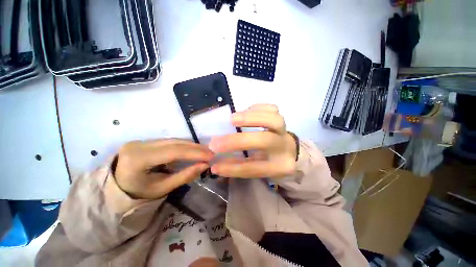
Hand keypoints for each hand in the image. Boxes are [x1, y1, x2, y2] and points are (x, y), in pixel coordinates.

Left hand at [114, 139, 213, 198]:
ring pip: (173, 140)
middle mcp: (139, 145)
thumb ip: (184, 176)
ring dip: (191, 145)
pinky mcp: (146, 141)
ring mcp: (142, 141)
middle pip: (174, 143)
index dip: (194, 153)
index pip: (172, 152)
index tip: (210, 156)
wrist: (116, 188)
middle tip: (211, 153)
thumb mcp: (162, 188)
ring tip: (205, 151)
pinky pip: (169, 141)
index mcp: (138, 159)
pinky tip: (193, 149)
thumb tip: (205, 165)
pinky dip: (183, 145)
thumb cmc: (138, 194)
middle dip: (195, 148)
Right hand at [209, 104, 296, 178]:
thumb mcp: (258, 168)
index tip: (214, 166)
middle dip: (236, 141)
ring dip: (250, 117)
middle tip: (216, 141)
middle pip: (263, 141)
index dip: (233, 168)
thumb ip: (239, 165)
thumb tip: (217, 163)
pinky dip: (257, 108)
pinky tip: (245, 111)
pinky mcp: (282, 118)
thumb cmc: (271, 161)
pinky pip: (272, 109)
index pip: (255, 168)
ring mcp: (285, 130)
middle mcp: (284, 147)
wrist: (290, 151)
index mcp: (279, 166)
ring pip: (273, 120)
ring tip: (232, 119)